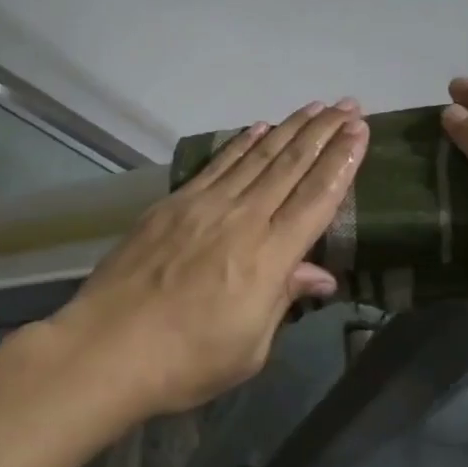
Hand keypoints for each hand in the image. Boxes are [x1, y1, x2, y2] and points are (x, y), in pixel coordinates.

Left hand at [55, 100, 368, 414]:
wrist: (107, 349)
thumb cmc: (187, 361)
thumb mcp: (251, 347)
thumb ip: (284, 299)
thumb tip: (320, 273)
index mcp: (269, 256)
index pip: (317, 198)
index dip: (342, 161)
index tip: (361, 131)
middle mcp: (242, 218)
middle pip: (291, 166)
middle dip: (324, 133)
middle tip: (348, 105)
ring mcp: (205, 205)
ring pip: (257, 156)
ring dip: (289, 128)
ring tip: (315, 107)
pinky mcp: (174, 203)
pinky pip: (218, 164)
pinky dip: (241, 143)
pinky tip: (258, 128)